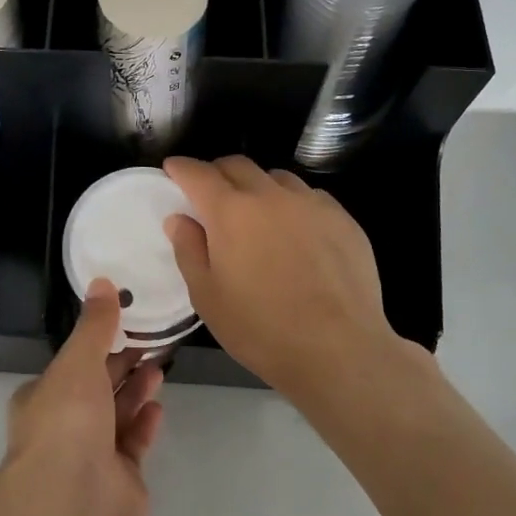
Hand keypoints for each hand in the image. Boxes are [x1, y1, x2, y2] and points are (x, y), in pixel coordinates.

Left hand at [4, 278, 165, 515]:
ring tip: (159, 365)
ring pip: (116, 415)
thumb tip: (102, 281)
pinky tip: (158, 406)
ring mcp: (90, 456)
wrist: (73, 499)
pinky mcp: (119, 481)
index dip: (97, 343)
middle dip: (122, 364)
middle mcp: (63, 425)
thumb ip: (95, 325)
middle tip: (152, 339)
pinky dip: (144, 424)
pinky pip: (133, 444)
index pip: (72, 364)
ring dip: (136, 390)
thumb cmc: (67, 419)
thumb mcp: (78, 361)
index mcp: (43, 396)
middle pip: (97, 388)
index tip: (124, 322)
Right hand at [164, 155, 428, 399]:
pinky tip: (296, 232)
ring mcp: (311, 203)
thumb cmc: (261, 329)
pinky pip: (309, 196)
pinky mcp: (343, 218)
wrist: (340, 351)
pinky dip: (292, 203)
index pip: (198, 173)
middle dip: (218, 172)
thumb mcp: (207, 297)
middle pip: (237, 165)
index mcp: (231, 211)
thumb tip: (180, 218)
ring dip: (257, 186)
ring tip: (256, 214)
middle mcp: (270, 195)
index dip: (181, 168)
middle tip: (210, 194)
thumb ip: (189, 250)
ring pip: (276, 177)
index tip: (173, 170)